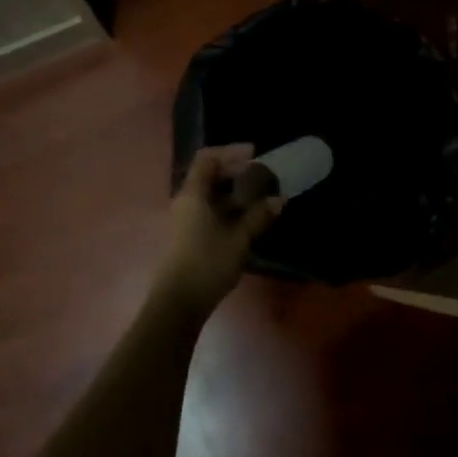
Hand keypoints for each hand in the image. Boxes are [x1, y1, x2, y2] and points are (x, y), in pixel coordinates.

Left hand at [156, 145, 282, 314]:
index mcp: (193, 194)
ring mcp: (183, 220)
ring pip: (208, 195)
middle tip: (261, 177)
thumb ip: (259, 216)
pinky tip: (245, 219)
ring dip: (232, 192)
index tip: (255, 154)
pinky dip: (226, 208)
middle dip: (235, 172)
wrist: (177, 304)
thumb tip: (279, 199)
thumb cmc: (207, 263)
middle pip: (207, 175)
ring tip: (258, 198)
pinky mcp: (186, 237)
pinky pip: (207, 211)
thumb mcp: (239, 238)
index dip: (230, 152)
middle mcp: (184, 202)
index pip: (207, 159)